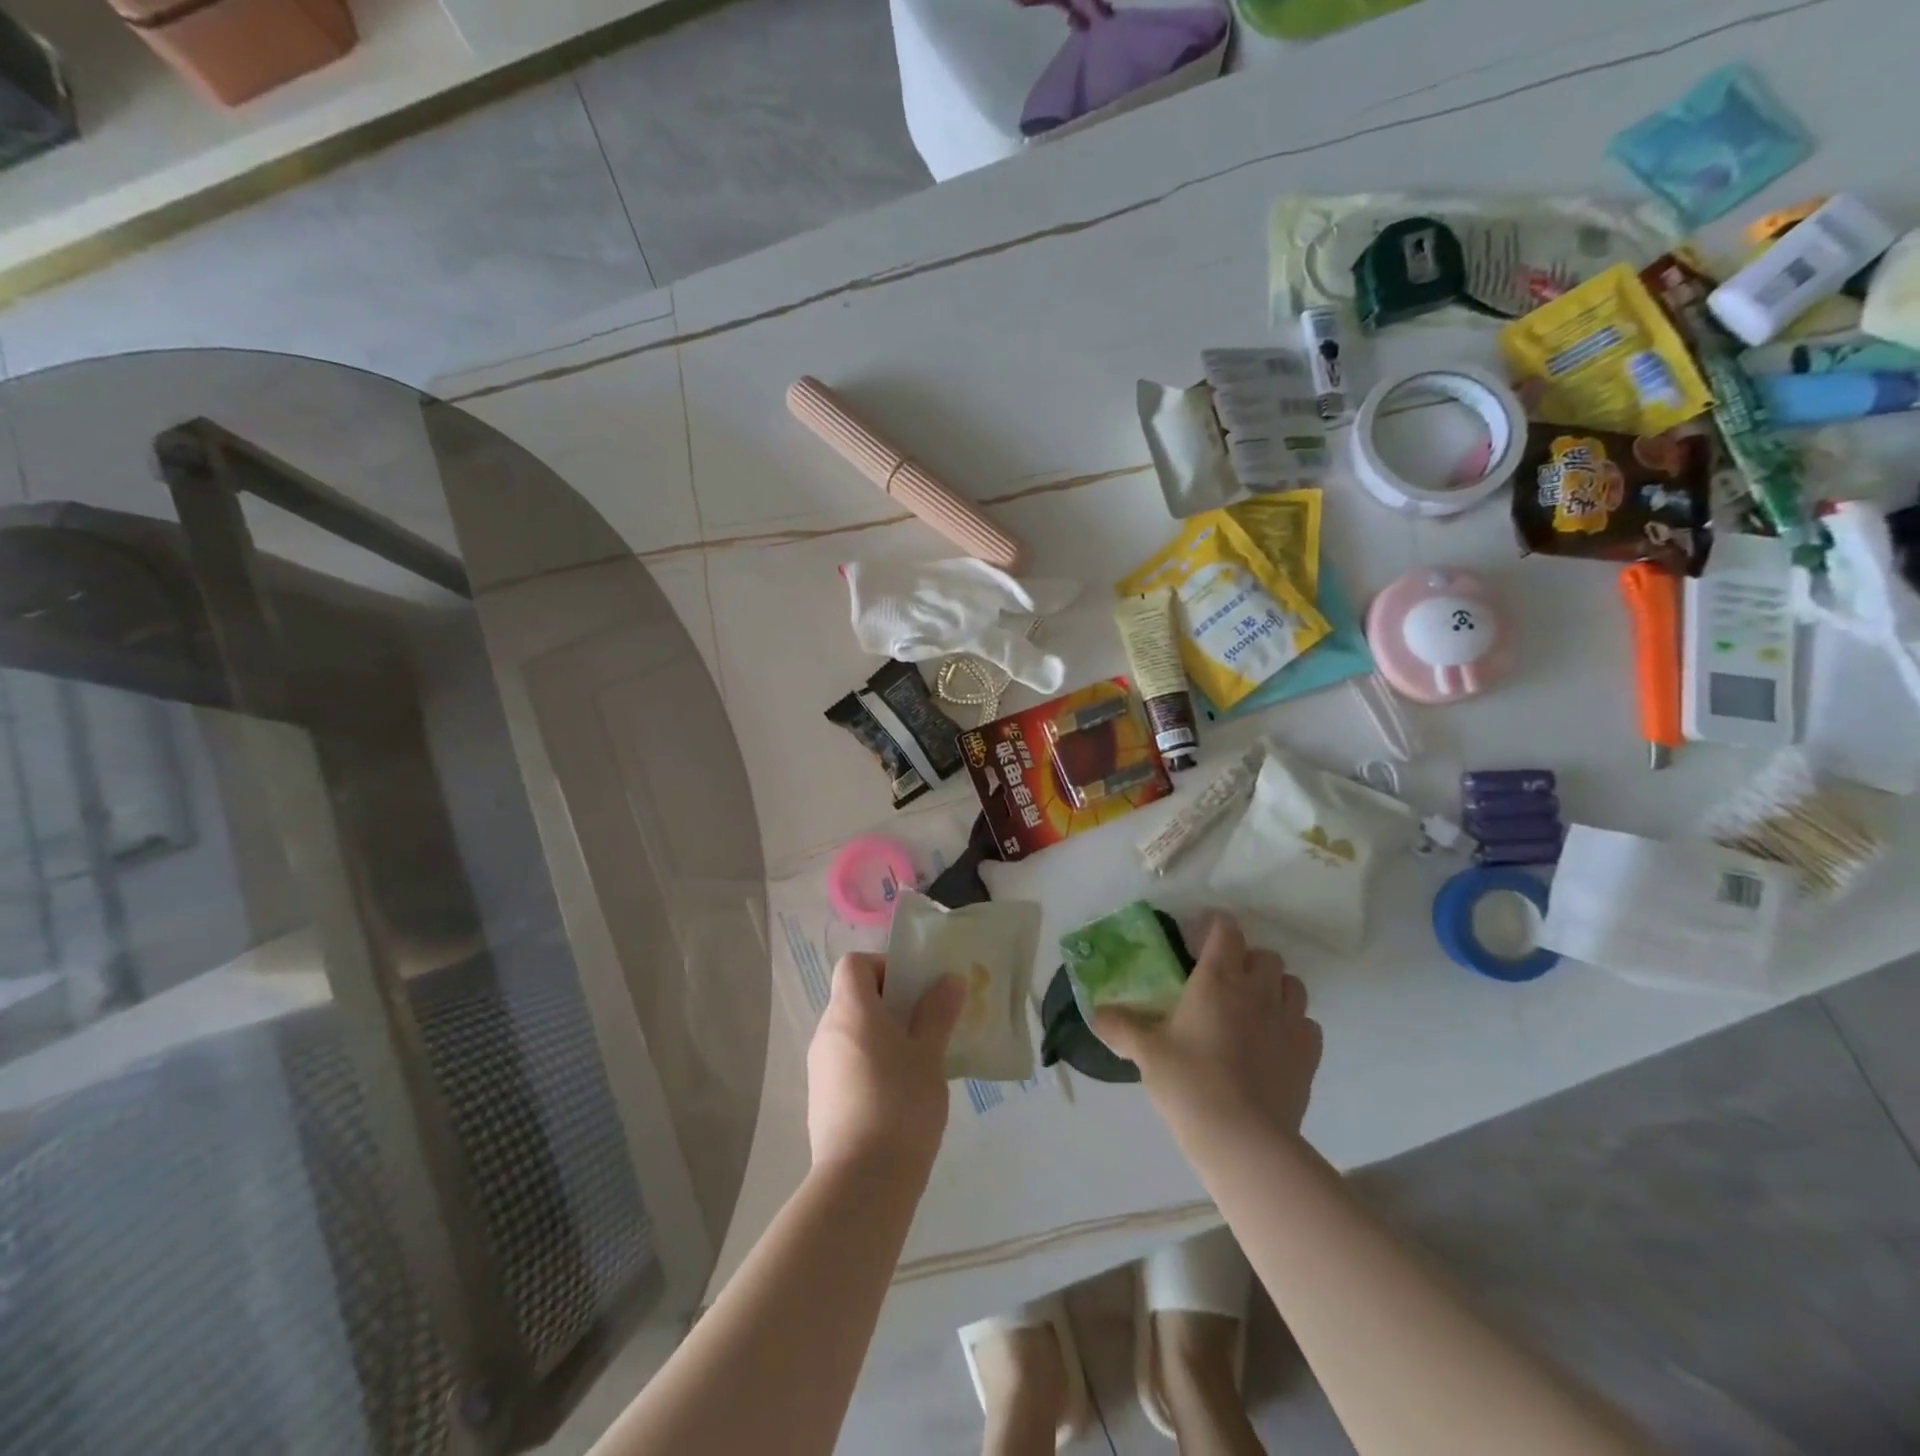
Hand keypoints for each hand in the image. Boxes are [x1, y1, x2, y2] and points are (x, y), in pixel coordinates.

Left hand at [807, 953, 965, 1177]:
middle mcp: (827, 1032)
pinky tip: (899, 1094)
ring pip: (852, 1033)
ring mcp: (820, 1068)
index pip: (854, 964)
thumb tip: (949, 980)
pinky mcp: (821, 1101)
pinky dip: (870, 1064)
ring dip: (882, 1036)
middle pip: (854, 998)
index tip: (914, 989)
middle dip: (891, 1004)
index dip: (883, 966)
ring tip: (919, 1061)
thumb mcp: (928, 1055)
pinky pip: (847, 1063)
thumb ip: (937, 1013)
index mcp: (850, 1011)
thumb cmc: (900, 1104)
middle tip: (926, 1024)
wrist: (861, 1182)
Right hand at [1096, 914, 1321, 1148]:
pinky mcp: (1309, 1054)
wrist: (1243, 1139)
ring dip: (1275, 988)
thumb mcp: (1146, 1052)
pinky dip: (1294, 1025)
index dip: (1215, 927)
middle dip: (1247, 960)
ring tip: (1254, 1009)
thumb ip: (1121, 1027)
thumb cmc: (1189, 1082)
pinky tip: (1275, 1043)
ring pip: (1292, 985)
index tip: (1200, 938)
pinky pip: (1307, 1024)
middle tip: (1225, 981)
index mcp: (1217, 978)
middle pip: (1265, 955)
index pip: (1226, 930)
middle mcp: (1257, 990)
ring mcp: (1289, 1021)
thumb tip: (1097, 1014)